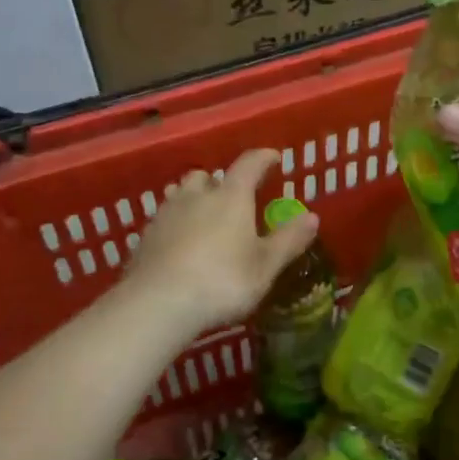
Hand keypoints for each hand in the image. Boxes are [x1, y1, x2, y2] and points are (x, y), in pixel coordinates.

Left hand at [118, 149, 320, 340]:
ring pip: (180, 193)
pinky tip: (178, 244)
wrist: (158, 303)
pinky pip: (163, 219)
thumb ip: (288, 240)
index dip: (263, 158)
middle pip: (206, 176)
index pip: (249, 164)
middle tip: (231, 196)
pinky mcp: (146, 236)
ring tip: (202, 216)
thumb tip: (312, 217)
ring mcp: (166, 214)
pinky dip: (174, 224)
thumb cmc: (222, 281)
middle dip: (220, 181)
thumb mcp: (264, 266)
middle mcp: (196, 196)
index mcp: (231, 197)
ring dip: (192, 199)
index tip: (273, 157)